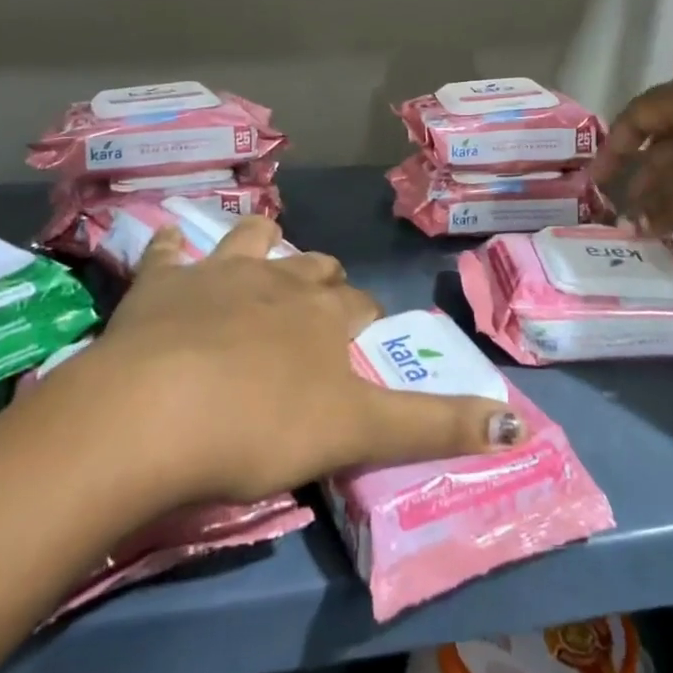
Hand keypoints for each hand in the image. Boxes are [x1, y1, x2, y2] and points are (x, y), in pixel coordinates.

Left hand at [55, 216, 520, 505]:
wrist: (153, 415)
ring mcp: (216, 274)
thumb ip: (435, 427)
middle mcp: (278, 280)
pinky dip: (172, 250)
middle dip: (321, 283)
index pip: (361, 305)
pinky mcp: (160, 283)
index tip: (361, 344)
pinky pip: (168, 251)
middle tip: (315, 315)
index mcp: (324, 314)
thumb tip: (519, 425)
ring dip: (260, 244)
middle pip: (313, 268)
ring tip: (259, 262)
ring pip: (252, 238)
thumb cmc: (262, 427)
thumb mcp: (358, 434)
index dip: (365, 321)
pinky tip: (170, 250)